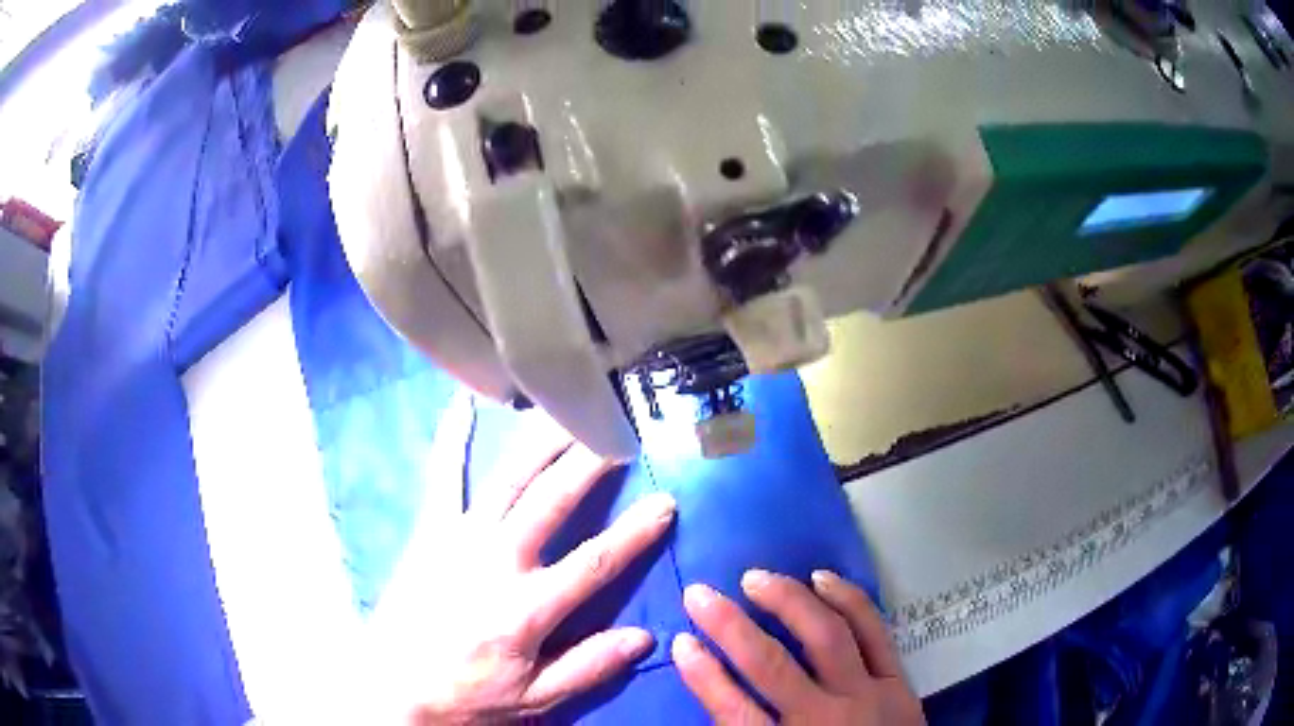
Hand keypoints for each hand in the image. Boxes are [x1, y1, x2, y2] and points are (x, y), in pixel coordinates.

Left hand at [370, 413, 676, 724]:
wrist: (393, 684)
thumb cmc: (467, 692)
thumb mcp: (534, 696)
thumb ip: (589, 666)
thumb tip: (644, 637)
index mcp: (527, 607)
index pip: (593, 562)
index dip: (634, 532)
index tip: (665, 502)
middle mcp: (496, 561)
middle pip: (551, 501)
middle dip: (590, 462)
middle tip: (619, 429)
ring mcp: (458, 539)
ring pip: (508, 479)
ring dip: (541, 442)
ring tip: (569, 410)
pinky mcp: (430, 530)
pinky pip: (442, 477)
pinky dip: (453, 439)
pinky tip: (462, 402)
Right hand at [672, 570, 924, 724]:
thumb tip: (718, 692)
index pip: (734, 710)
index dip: (703, 674)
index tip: (681, 642)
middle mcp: (824, 718)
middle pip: (771, 665)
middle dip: (730, 626)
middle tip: (700, 593)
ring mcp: (867, 695)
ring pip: (827, 636)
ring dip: (788, 601)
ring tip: (755, 578)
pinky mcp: (898, 680)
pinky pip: (875, 632)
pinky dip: (849, 600)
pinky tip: (822, 579)